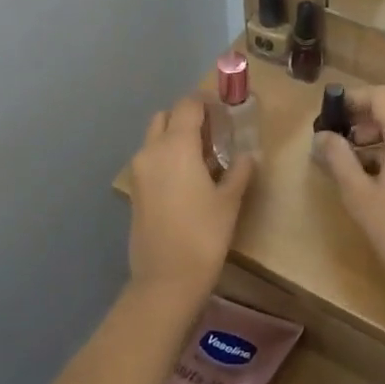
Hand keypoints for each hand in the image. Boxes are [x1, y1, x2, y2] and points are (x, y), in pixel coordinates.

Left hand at [126, 97, 254, 298]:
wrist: (166, 279)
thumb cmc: (204, 235)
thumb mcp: (230, 201)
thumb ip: (239, 171)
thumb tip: (249, 155)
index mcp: (176, 146)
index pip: (188, 106)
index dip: (206, 103)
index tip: (224, 112)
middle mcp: (152, 150)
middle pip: (166, 117)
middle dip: (187, 117)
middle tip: (212, 133)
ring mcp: (139, 171)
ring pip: (154, 138)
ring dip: (174, 137)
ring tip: (202, 157)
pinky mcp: (135, 190)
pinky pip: (150, 159)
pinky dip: (166, 157)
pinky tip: (187, 179)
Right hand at [314, 86, 384, 295]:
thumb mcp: (357, 192)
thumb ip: (338, 157)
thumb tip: (322, 135)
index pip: (382, 96)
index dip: (354, 98)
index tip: (331, 112)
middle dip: (366, 112)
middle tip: (340, 130)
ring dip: (379, 128)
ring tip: (352, 152)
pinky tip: (373, 168)